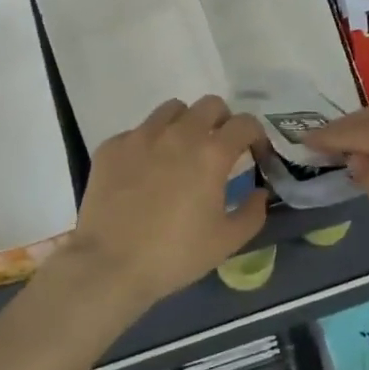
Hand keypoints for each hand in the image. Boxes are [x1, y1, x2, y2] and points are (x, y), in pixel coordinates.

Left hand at [63, 96, 268, 308]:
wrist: (109, 264)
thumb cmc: (175, 255)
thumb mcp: (227, 242)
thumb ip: (252, 212)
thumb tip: (259, 193)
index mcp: (211, 154)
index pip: (245, 123)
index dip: (256, 135)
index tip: (254, 154)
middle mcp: (178, 134)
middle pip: (210, 104)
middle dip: (222, 121)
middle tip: (219, 148)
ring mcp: (141, 136)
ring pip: (172, 110)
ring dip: (185, 124)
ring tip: (180, 152)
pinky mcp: (112, 146)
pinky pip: (138, 131)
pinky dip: (149, 143)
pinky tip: (144, 171)